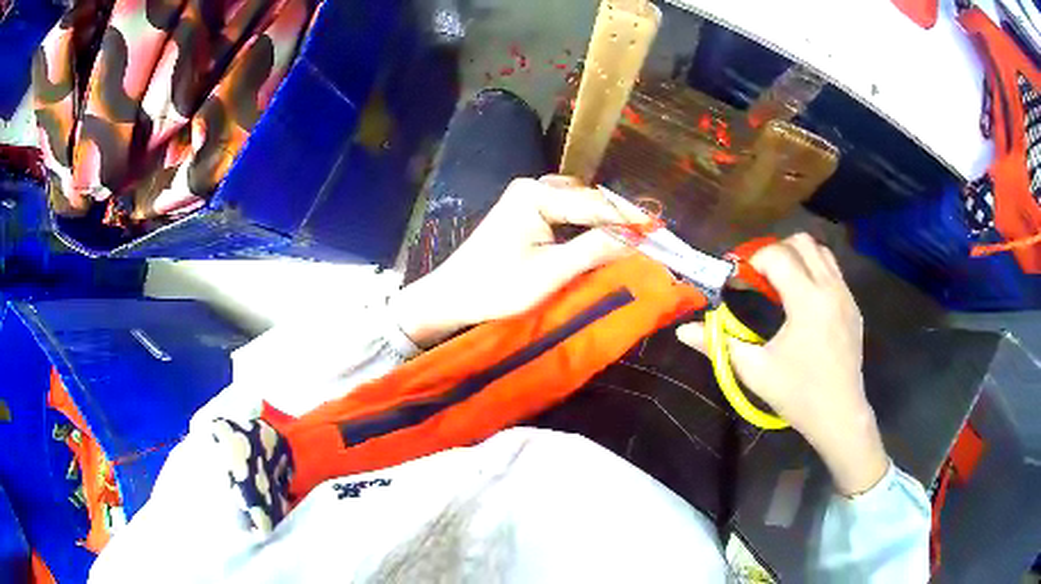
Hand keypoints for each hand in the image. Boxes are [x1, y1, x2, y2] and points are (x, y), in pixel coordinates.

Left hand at [390, 176, 648, 347]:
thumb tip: (637, 239)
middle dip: (617, 217)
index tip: (661, 230)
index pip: (595, 204)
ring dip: (602, 220)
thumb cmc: (496, 287)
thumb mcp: (551, 272)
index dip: (629, 219)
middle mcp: (532, 187)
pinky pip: (565, 212)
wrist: (452, 298)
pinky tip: (600, 237)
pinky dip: (585, 224)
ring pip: (578, 204)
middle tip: (649, 237)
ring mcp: (527, 198)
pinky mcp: (524, 213)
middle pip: (587, 199)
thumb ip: (594, 250)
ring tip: (631, 238)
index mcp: (536, 195)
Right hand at [676, 234, 887, 495]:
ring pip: (821, 251)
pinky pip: (833, 271)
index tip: (737, 283)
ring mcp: (846, 295)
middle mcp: (830, 288)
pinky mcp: (854, 306)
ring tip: (781, 285)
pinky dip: (814, 272)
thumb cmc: (797, 394)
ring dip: (797, 258)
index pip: (776, 255)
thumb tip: (682, 331)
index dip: (751, 262)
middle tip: (759, 279)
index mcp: (807, 301)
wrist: (840, 415)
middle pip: (801, 242)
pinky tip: (803, 302)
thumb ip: (717, 344)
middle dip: (775, 252)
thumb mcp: (754, 370)